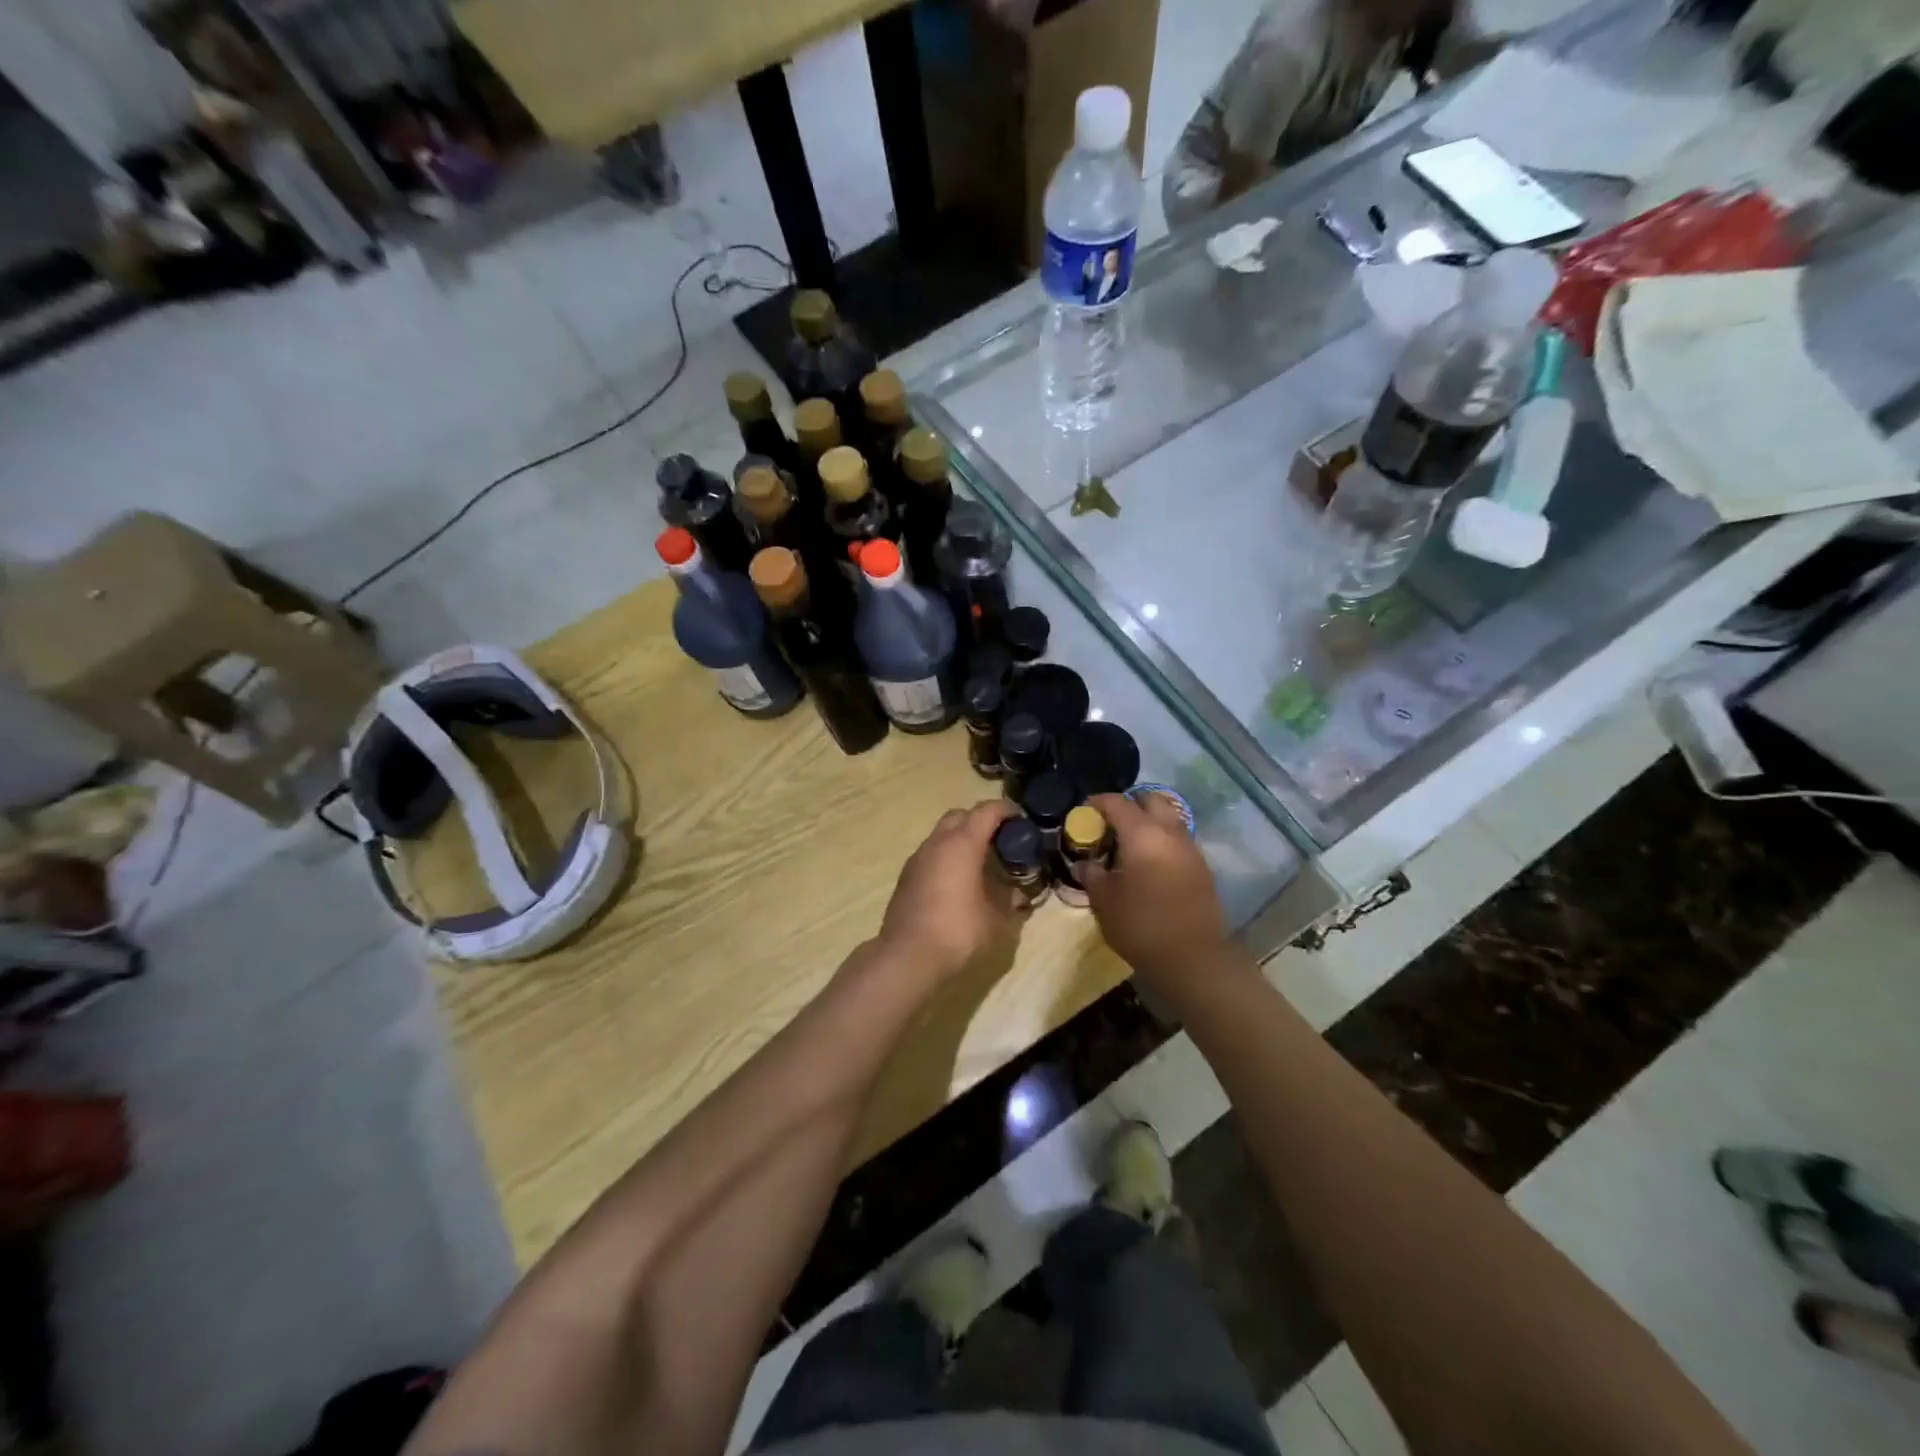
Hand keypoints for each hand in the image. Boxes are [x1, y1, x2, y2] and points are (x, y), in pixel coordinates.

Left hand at [876, 801, 1022, 982]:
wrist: (907, 957)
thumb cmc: (957, 932)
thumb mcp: (995, 920)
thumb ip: (1009, 901)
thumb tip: (1018, 895)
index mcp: (962, 844)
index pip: (986, 811)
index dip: (1006, 810)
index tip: (1021, 820)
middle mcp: (937, 843)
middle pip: (960, 816)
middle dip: (981, 821)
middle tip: (1000, 841)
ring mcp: (918, 858)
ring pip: (942, 834)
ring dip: (962, 839)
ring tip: (981, 863)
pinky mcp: (907, 876)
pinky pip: (932, 854)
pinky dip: (947, 856)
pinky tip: (958, 881)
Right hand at [1083, 792, 1226, 978]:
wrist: (1193, 958)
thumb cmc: (1141, 925)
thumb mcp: (1104, 901)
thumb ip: (1092, 875)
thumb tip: (1083, 863)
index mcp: (1142, 834)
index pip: (1118, 802)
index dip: (1098, 802)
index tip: (1085, 810)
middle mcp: (1170, 833)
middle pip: (1151, 800)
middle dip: (1131, 804)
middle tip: (1112, 824)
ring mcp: (1191, 849)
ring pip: (1169, 819)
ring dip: (1150, 822)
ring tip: (1130, 845)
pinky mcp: (1202, 868)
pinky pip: (1179, 840)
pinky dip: (1163, 841)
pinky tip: (1149, 864)